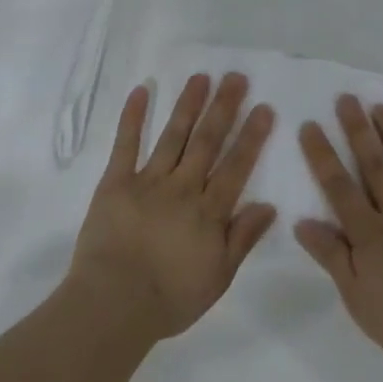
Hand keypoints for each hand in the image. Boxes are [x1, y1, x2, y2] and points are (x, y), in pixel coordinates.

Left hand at [67, 73, 276, 340]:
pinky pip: (125, 145)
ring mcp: (148, 181)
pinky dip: (132, 118)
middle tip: (236, 77)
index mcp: (209, 211)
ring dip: (188, 105)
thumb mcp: (218, 277)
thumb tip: (269, 205)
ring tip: (201, 77)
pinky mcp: (115, 183)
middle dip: (223, 108)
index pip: (236, 166)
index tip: (263, 107)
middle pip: (207, 142)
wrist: (113, 304)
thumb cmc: (170, 298)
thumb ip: (243, 238)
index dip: (251, 136)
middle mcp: (183, 188)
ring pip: (173, 136)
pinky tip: (141, 91)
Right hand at [295, 95, 382, 378]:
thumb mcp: (357, 297)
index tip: (310, 124)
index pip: (339, 188)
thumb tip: (303, 222)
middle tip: (348, 98)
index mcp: (369, 234)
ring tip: (382, 108)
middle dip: (358, 131)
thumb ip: (332, 257)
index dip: (323, 156)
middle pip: (374, 167)